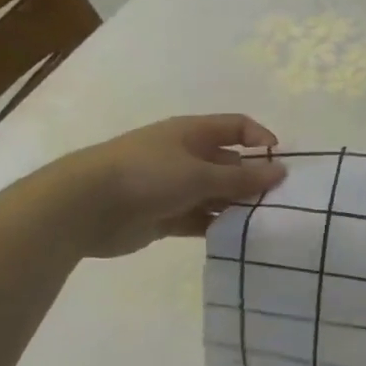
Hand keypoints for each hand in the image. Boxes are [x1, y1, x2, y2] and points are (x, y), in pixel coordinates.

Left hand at [48, 115, 287, 258]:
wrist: (84, 207)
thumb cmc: (147, 175)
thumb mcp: (201, 174)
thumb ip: (242, 178)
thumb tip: (281, 172)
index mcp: (192, 133)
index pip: (237, 127)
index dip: (261, 140)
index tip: (281, 164)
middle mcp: (185, 156)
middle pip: (230, 163)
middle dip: (253, 180)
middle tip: (279, 202)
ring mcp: (173, 186)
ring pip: (216, 194)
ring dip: (236, 207)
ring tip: (262, 223)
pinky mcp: (164, 216)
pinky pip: (199, 219)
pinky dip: (216, 226)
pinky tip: (235, 238)